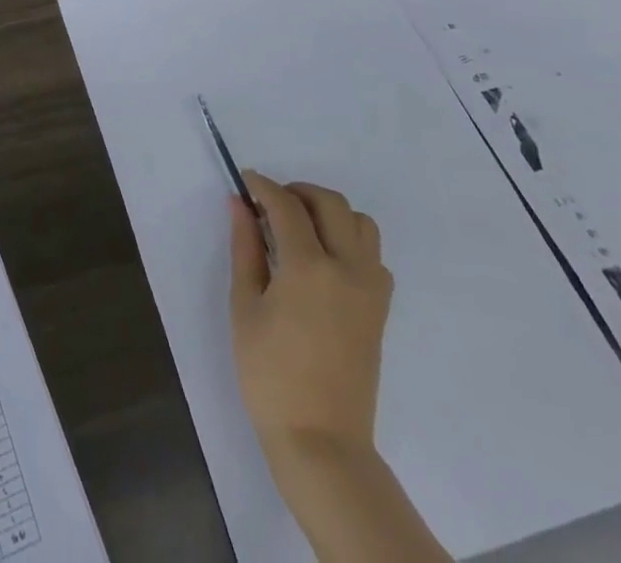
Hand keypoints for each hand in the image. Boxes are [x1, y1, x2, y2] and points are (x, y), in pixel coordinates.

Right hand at [228, 174, 393, 458]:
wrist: (320, 440)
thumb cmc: (270, 375)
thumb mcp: (245, 306)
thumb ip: (245, 248)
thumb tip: (239, 204)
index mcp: (309, 267)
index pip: (286, 205)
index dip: (263, 186)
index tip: (245, 180)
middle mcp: (348, 268)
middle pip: (330, 203)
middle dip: (297, 192)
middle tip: (269, 203)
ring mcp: (371, 288)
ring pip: (360, 223)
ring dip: (329, 212)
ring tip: (299, 228)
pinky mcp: (381, 309)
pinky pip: (373, 254)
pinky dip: (350, 240)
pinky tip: (324, 259)